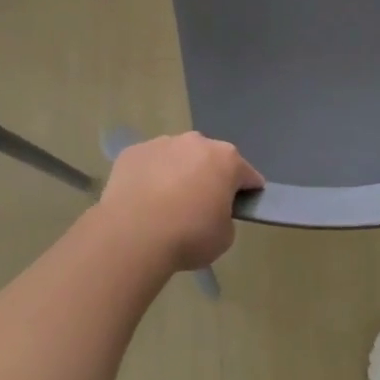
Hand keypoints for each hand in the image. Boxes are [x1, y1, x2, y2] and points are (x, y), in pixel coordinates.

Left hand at [96, 132, 264, 271]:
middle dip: (209, 178)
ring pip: (178, 157)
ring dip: (178, 174)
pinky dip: (150, 177)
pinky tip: (142, 201)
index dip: (246, 192)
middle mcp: (197, 142)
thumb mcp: (224, 237)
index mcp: (227, 160)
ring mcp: (162, 143)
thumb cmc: (187, 236)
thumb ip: (226, 217)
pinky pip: (149, 163)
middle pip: (210, 159)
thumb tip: (212, 212)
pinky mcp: (132, 152)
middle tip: (199, 208)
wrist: (131, 237)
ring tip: (165, 205)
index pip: (247, 174)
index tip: (239, 208)